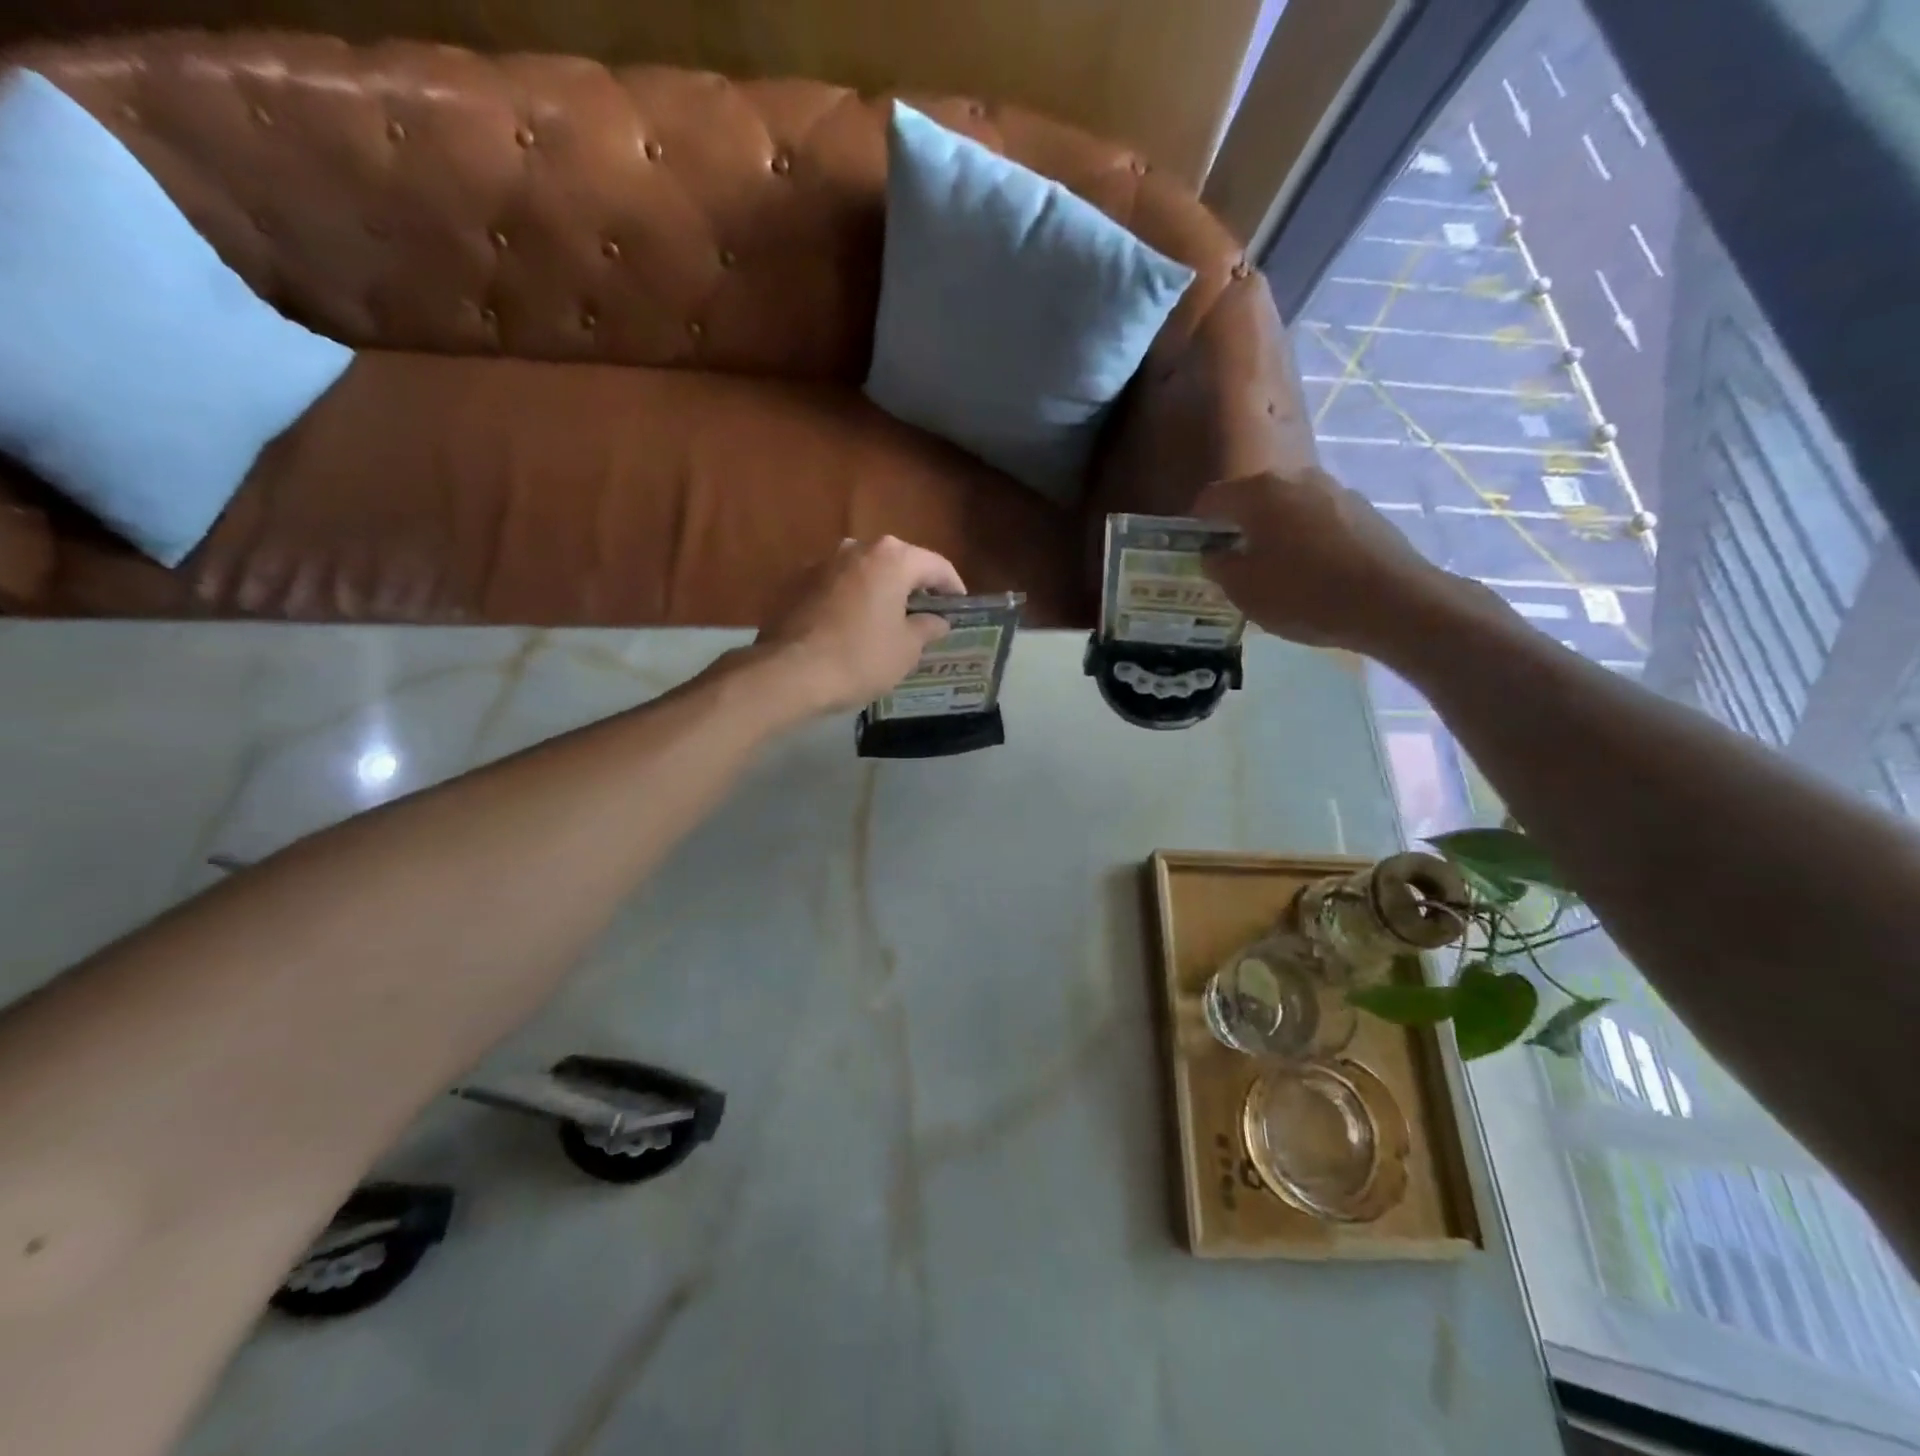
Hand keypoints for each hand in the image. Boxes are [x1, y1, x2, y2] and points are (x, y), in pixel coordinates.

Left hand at [752, 536, 966, 715]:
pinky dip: (851, 600)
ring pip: (864, 572)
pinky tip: (853, 626)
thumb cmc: (859, 658)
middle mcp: (856, 548)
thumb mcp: (907, 649)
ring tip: (888, 620)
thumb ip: (927, 627)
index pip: (936, 565)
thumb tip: (937, 620)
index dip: (953, 587)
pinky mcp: (796, 582)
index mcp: (892, 558)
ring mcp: (822, 562)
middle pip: (898, 562)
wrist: (788, 672)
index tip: (960, 607)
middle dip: (914, 586)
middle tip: (926, 614)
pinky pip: (837, 586)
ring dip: (880, 591)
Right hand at [1195, 468, 1466, 653]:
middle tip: (1230, 562)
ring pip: (1287, 508)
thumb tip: (1214, 553)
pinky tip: (1309, 572)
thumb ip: (1218, 566)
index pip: (1212, 498)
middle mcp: (1297, 478)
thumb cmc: (1304, 593)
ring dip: (1272, 532)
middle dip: (1237, 526)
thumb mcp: (1244, 590)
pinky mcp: (1363, 511)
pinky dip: (1304, 539)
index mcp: (1260, 492)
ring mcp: (1335, 491)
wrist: (1392, 602)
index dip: (1196, 523)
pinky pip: (1318, 520)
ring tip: (1271, 569)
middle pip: (1253, 498)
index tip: (1192, 548)